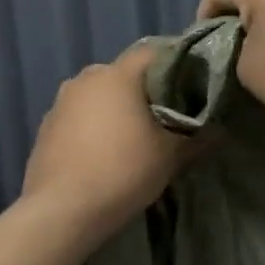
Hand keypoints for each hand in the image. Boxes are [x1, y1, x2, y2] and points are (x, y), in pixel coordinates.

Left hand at [20, 42, 187, 247]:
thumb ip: (196, 136)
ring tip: (132, 138)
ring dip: (116, 109)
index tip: (191, 87)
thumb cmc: (122, 172)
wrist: (61, 211)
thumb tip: (218, 127)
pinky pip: (78, 116)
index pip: (154, 53)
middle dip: (145, 91)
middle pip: (124, 74)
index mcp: (118, 74)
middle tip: (164, 117)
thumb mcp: (170, 156)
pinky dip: (93, 126)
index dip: (176, 66)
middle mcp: (86, 77)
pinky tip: (101, 153)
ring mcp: (61, 101)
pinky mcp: (46, 125)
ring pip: (99, 95)